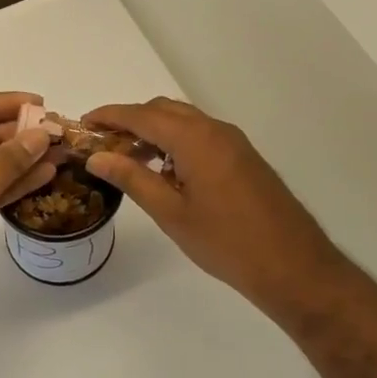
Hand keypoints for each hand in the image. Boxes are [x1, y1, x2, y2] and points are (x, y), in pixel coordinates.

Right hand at [82, 98, 343, 331]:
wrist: (293, 266)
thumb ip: (132, 178)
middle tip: (102, 143)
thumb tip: (96, 156)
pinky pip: (201, 136)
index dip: (110, 115)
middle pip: (163, 110)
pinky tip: (164, 172)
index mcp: (195, 139)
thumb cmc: (226, 242)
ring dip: (154, 132)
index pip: (142, 115)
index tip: (83, 122)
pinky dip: (175, 142)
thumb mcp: (171, 212)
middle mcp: (215, 130)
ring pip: (184, 122)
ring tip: (127, 159)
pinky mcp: (244, 158)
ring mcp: (234, 143)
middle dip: (130, 120)